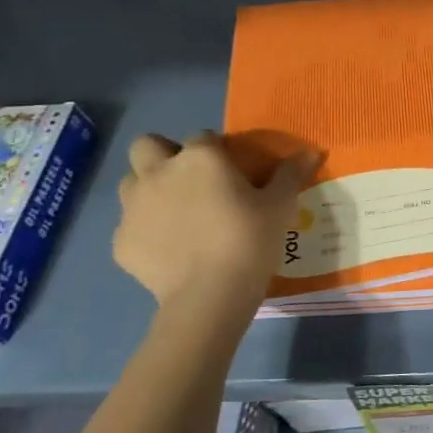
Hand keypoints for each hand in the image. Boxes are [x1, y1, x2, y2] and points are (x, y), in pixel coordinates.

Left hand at [113, 132, 317, 307]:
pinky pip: (130, 226)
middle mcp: (159, 173)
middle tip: (190, 180)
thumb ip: (291, 174)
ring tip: (176, 214)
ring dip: (149, 189)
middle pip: (147, 145)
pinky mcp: (121, 242)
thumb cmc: (250, 239)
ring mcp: (133, 208)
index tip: (232, 171)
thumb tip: (311, 152)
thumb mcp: (280, 205)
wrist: (210, 295)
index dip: (217, 150)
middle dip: (163, 155)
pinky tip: (170, 250)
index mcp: (199, 158)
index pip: (203, 136)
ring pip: (130, 183)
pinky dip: (146, 232)